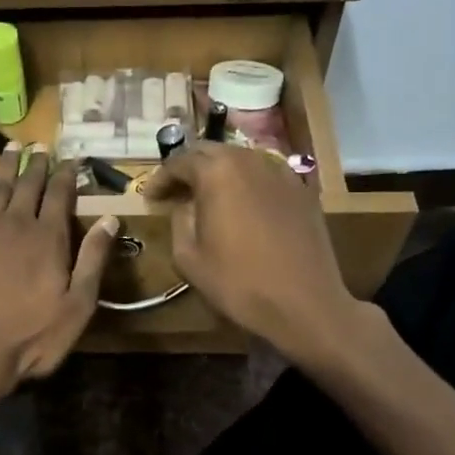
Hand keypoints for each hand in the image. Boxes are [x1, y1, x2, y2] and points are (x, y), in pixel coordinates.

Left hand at [0, 150, 118, 388]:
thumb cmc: (32, 337)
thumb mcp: (77, 305)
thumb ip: (93, 260)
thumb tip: (111, 219)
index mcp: (49, 238)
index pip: (61, 194)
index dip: (68, 174)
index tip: (73, 158)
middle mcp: (16, 224)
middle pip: (29, 184)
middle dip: (38, 163)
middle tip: (42, 145)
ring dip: (6, 164)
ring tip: (13, 146)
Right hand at [143, 144, 353, 363]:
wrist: (304, 303)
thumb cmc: (238, 283)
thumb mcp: (188, 257)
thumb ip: (179, 221)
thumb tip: (184, 206)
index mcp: (217, 172)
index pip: (179, 161)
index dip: (160, 178)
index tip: (150, 198)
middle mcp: (249, 161)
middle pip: (210, 151)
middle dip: (188, 168)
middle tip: (175, 193)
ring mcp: (281, 172)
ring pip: (240, 159)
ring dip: (219, 173)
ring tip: (206, 198)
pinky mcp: (302, 190)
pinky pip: (265, 175)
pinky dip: (246, 183)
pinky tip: (242, 206)